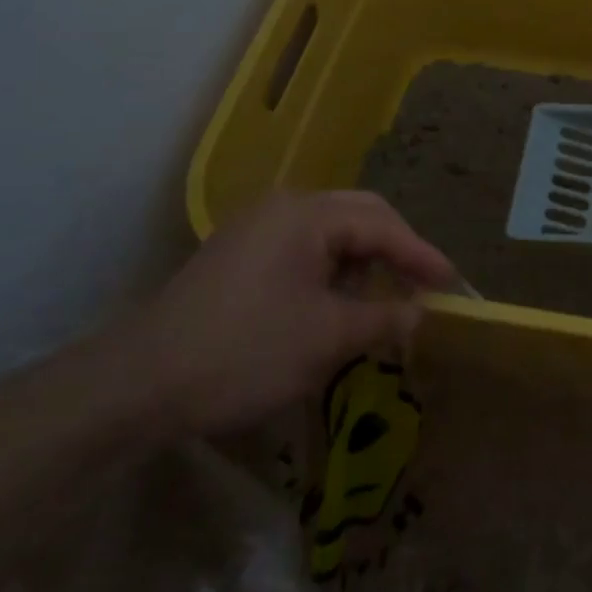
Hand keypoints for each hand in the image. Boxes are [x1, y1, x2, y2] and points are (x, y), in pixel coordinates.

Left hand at [111, 191, 454, 435]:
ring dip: (362, 261)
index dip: (421, 255)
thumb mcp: (326, 339)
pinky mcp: (239, 255)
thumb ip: (382, 319)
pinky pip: (304, 250)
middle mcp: (283, 207)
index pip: (382, 225)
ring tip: (382, 300)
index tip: (452, 283)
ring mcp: (256, 228)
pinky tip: (336, 304)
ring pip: (331, 233)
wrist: (138, 384)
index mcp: (307, 215)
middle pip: (359, 215)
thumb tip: (419, 312)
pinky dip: (332, 272)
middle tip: (422, 284)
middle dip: (395, 250)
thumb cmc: (243, 352)